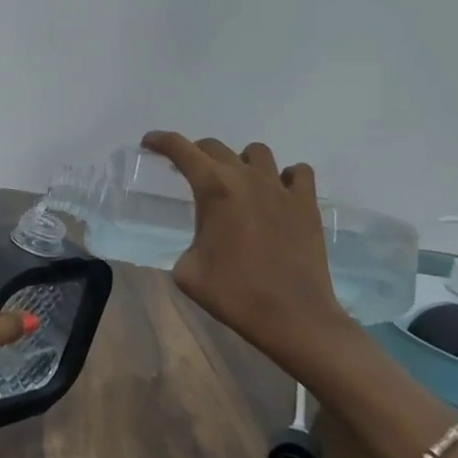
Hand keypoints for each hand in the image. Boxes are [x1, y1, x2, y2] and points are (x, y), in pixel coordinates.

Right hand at [142, 132, 351, 369]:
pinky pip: (297, 173)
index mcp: (214, 189)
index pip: (181, 150)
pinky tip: (278, 194)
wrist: (292, 316)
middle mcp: (246, 178)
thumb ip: (186, 243)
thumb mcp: (187, 272)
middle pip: (215, 147)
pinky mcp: (307, 204)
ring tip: (237, 184)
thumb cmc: (234, 294)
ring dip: (240, 161)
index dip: (161, 140)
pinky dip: (285, 176)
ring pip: (257, 152)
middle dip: (196, 153)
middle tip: (188, 171)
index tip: (149, 142)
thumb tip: (198, 243)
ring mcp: (281, 188)